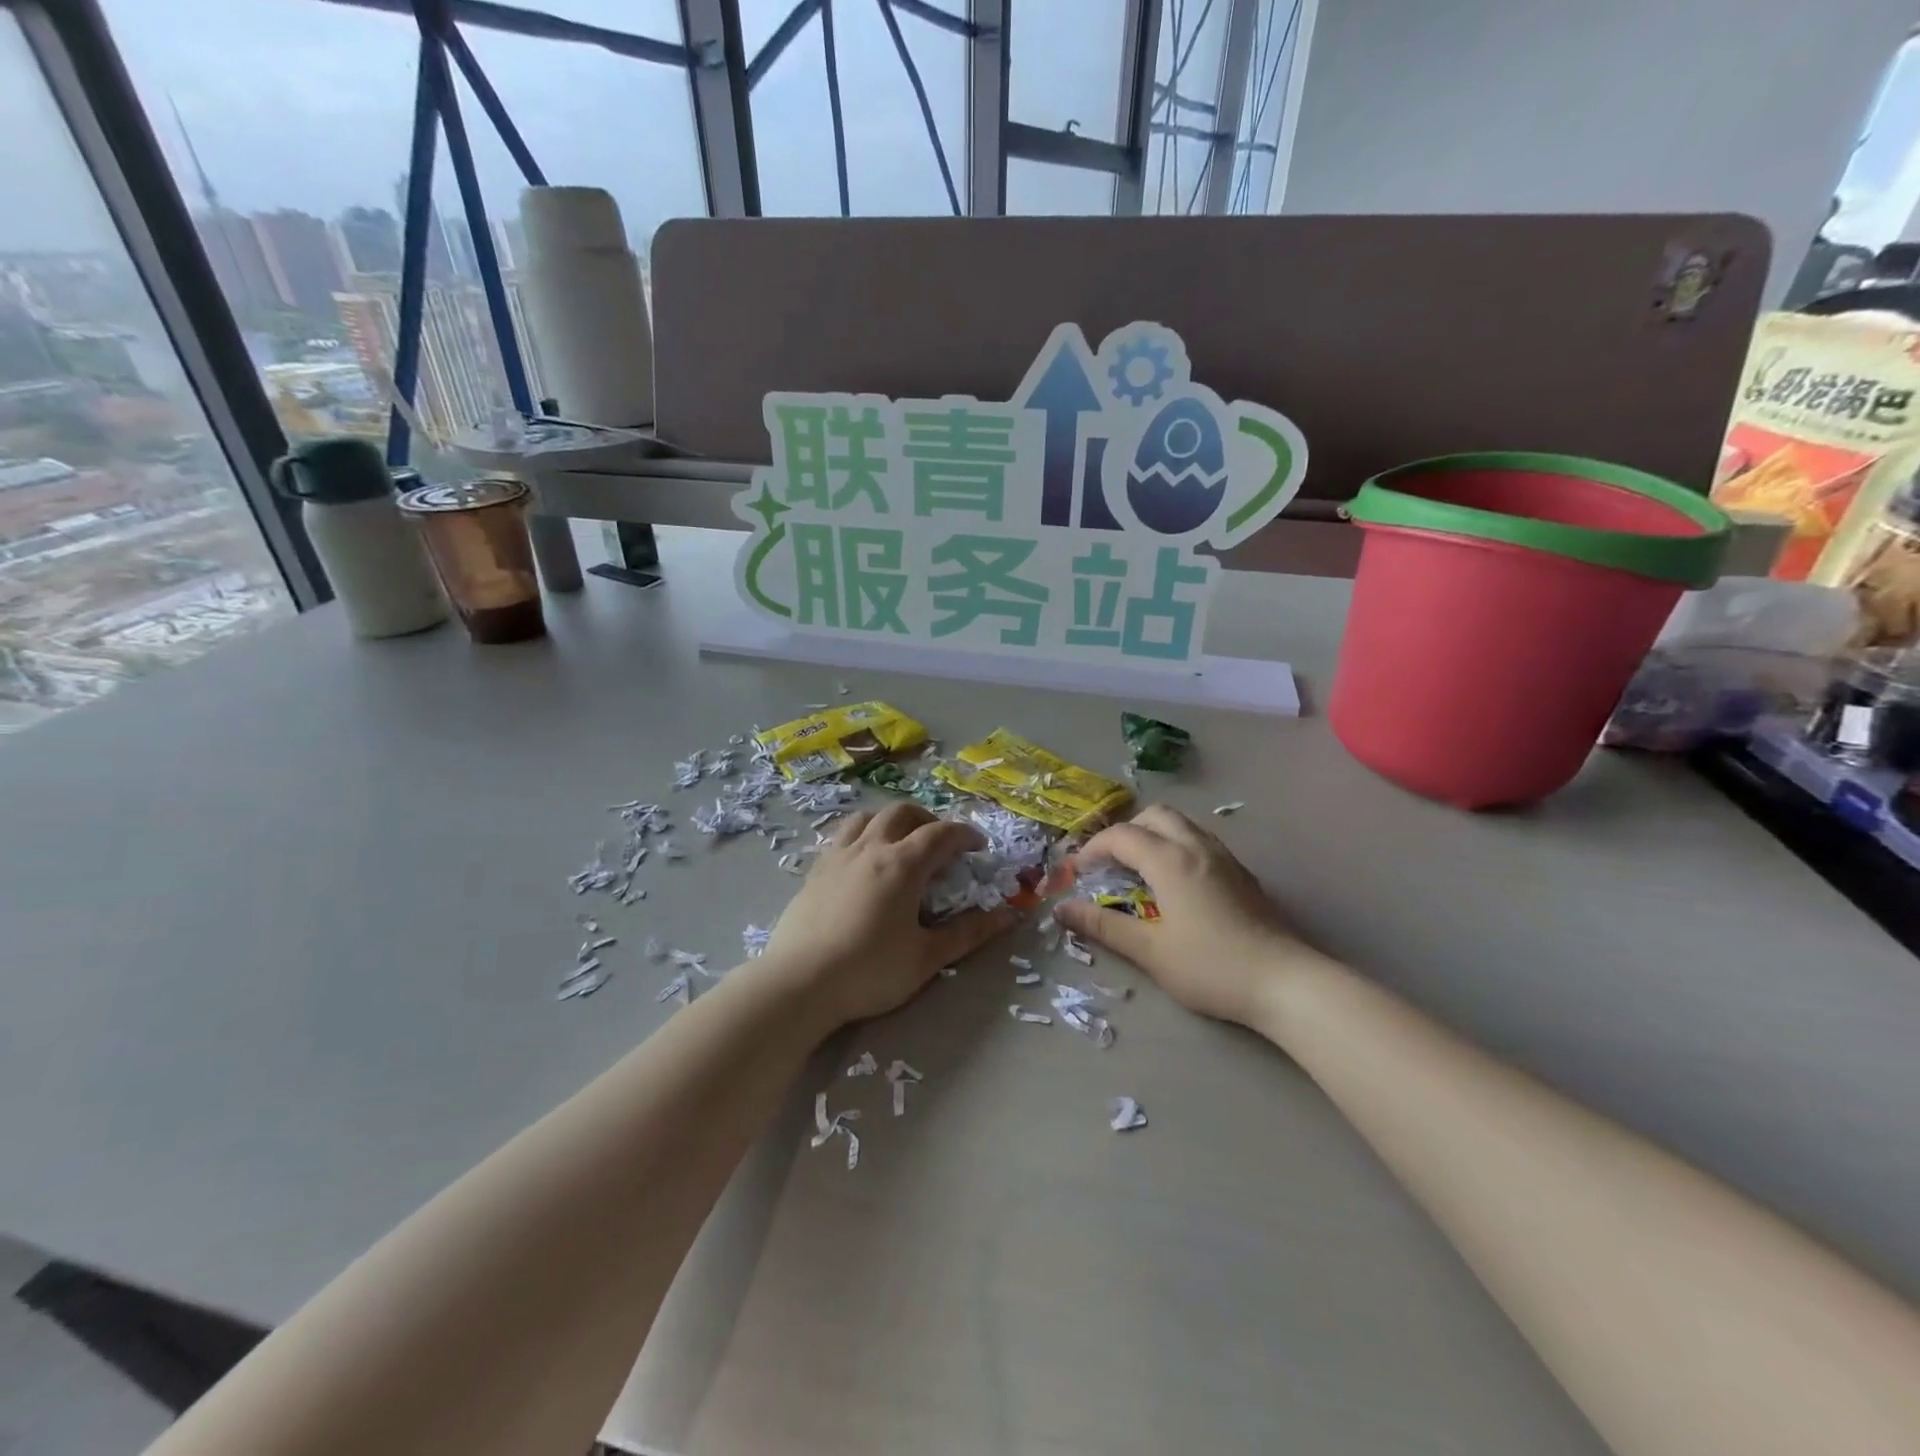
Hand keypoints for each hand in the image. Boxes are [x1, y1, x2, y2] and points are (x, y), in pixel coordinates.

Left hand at [761, 802, 1015, 1027]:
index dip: (965, 835)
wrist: (798, 984)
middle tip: (942, 843)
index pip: (941, 833)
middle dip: (928, 820)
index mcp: (902, 864)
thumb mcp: (927, 958)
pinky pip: (842, 836)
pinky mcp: (815, 871)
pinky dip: (862, 835)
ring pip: (866, 817)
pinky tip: (863, 862)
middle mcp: (870, 849)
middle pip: (902, 813)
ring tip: (900, 842)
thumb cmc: (869, 971)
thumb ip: (968, 933)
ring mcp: (837, 857)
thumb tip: (1008, 915)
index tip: (979, 848)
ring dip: (891, 821)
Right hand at [1053, 805, 1315, 1026]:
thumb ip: (1103, 926)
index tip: (1078, 873)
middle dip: (1125, 832)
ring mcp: (1224, 857)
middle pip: (1154, 816)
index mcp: (1170, 860)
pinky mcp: (1241, 873)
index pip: (1121, 836)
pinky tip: (1176, 886)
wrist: (1285, 982)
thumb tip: (1061, 909)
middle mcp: (1197, 846)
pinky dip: (1176, 847)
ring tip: (1139, 872)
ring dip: (1153, 836)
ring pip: (1181, 825)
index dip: (1093, 849)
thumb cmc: (1211, 967)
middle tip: (1110, 865)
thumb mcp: (1150, 951)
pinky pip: (1200, 841)